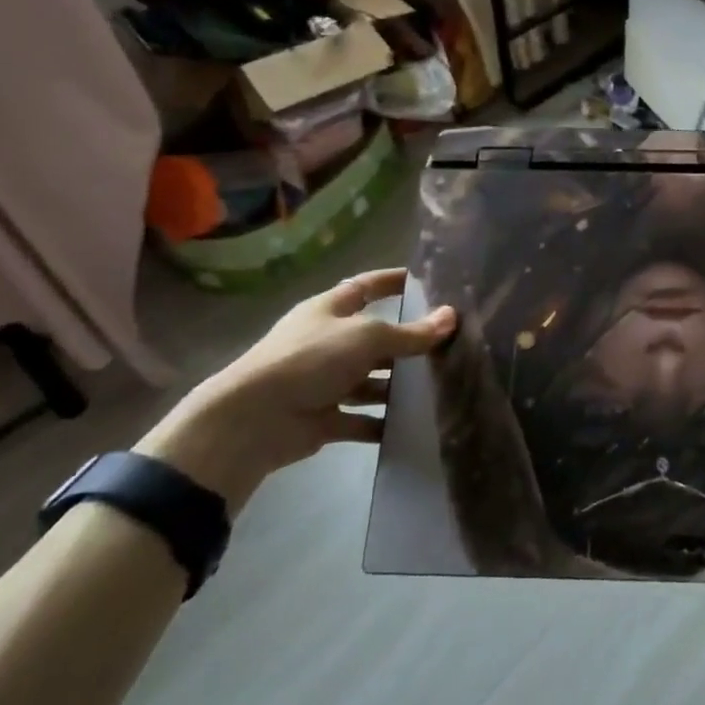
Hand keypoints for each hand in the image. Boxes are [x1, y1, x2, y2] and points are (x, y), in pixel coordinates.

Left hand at [136, 269, 454, 510]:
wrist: (252, 421)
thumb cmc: (310, 360)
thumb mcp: (367, 337)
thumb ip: (410, 332)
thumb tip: (452, 317)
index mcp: (329, 311)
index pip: (366, 287)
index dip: (392, 281)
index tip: (426, 280)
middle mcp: (327, 342)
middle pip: (374, 338)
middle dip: (407, 341)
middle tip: (449, 343)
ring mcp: (324, 382)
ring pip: (371, 380)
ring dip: (398, 385)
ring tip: (440, 385)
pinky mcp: (324, 418)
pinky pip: (362, 419)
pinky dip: (383, 423)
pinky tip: (414, 424)